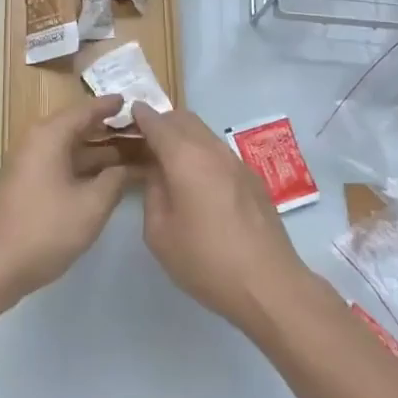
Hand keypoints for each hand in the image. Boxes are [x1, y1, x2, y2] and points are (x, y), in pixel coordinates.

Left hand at [0, 96, 128, 300]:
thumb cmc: (45, 229)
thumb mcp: (91, 206)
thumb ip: (114, 181)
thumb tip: (126, 168)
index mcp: (49, 137)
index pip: (84, 111)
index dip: (108, 106)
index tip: (129, 100)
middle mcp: (34, 143)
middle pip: (74, 127)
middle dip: (105, 130)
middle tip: (135, 130)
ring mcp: (26, 165)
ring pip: (66, 149)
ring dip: (95, 152)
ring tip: (127, 156)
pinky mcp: (23, 186)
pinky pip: (57, 165)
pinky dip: (80, 167)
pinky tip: (100, 181)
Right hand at [132, 103, 309, 332]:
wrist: (268, 284)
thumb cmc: (206, 260)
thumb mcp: (160, 233)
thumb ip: (153, 194)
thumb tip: (158, 175)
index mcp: (185, 157)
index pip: (158, 123)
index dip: (141, 116)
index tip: (129, 113)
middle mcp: (212, 150)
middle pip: (184, 119)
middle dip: (163, 122)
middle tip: (145, 141)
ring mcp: (237, 162)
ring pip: (204, 133)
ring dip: (184, 137)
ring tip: (170, 161)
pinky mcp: (252, 178)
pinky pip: (219, 152)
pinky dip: (202, 153)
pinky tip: (198, 181)